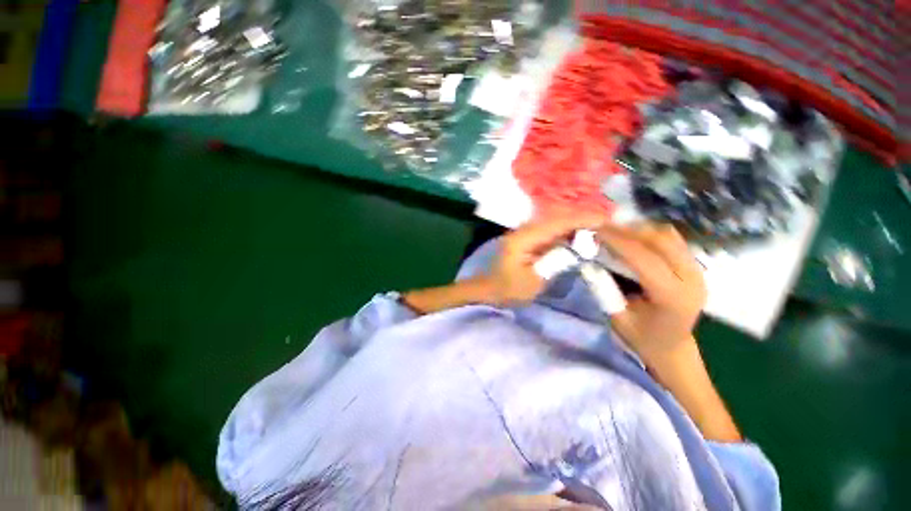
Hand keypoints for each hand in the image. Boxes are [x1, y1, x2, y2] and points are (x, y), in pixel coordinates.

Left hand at [488, 215, 606, 304]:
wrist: (490, 289)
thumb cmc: (508, 289)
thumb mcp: (533, 281)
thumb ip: (555, 262)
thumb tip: (578, 247)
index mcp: (523, 238)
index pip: (556, 224)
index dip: (581, 220)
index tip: (606, 220)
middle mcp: (525, 230)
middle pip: (557, 218)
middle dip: (583, 218)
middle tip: (609, 221)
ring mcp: (526, 233)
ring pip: (555, 222)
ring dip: (576, 222)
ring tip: (601, 225)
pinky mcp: (529, 238)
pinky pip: (552, 230)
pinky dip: (568, 231)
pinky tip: (582, 234)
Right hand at [595, 224, 705, 365]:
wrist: (672, 347)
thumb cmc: (642, 337)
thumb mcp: (616, 317)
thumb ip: (603, 288)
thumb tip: (588, 261)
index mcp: (672, 297)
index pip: (645, 259)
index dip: (619, 241)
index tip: (595, 231)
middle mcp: (692, 280)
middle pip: (661, 240)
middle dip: (628, 230)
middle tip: (601, 228)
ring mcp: (697, 271)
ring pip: (668, 236)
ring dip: (638, 229)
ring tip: (614, 232)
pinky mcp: (694, 266)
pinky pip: (672, 239)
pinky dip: (649, 233)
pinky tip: (631, 238)